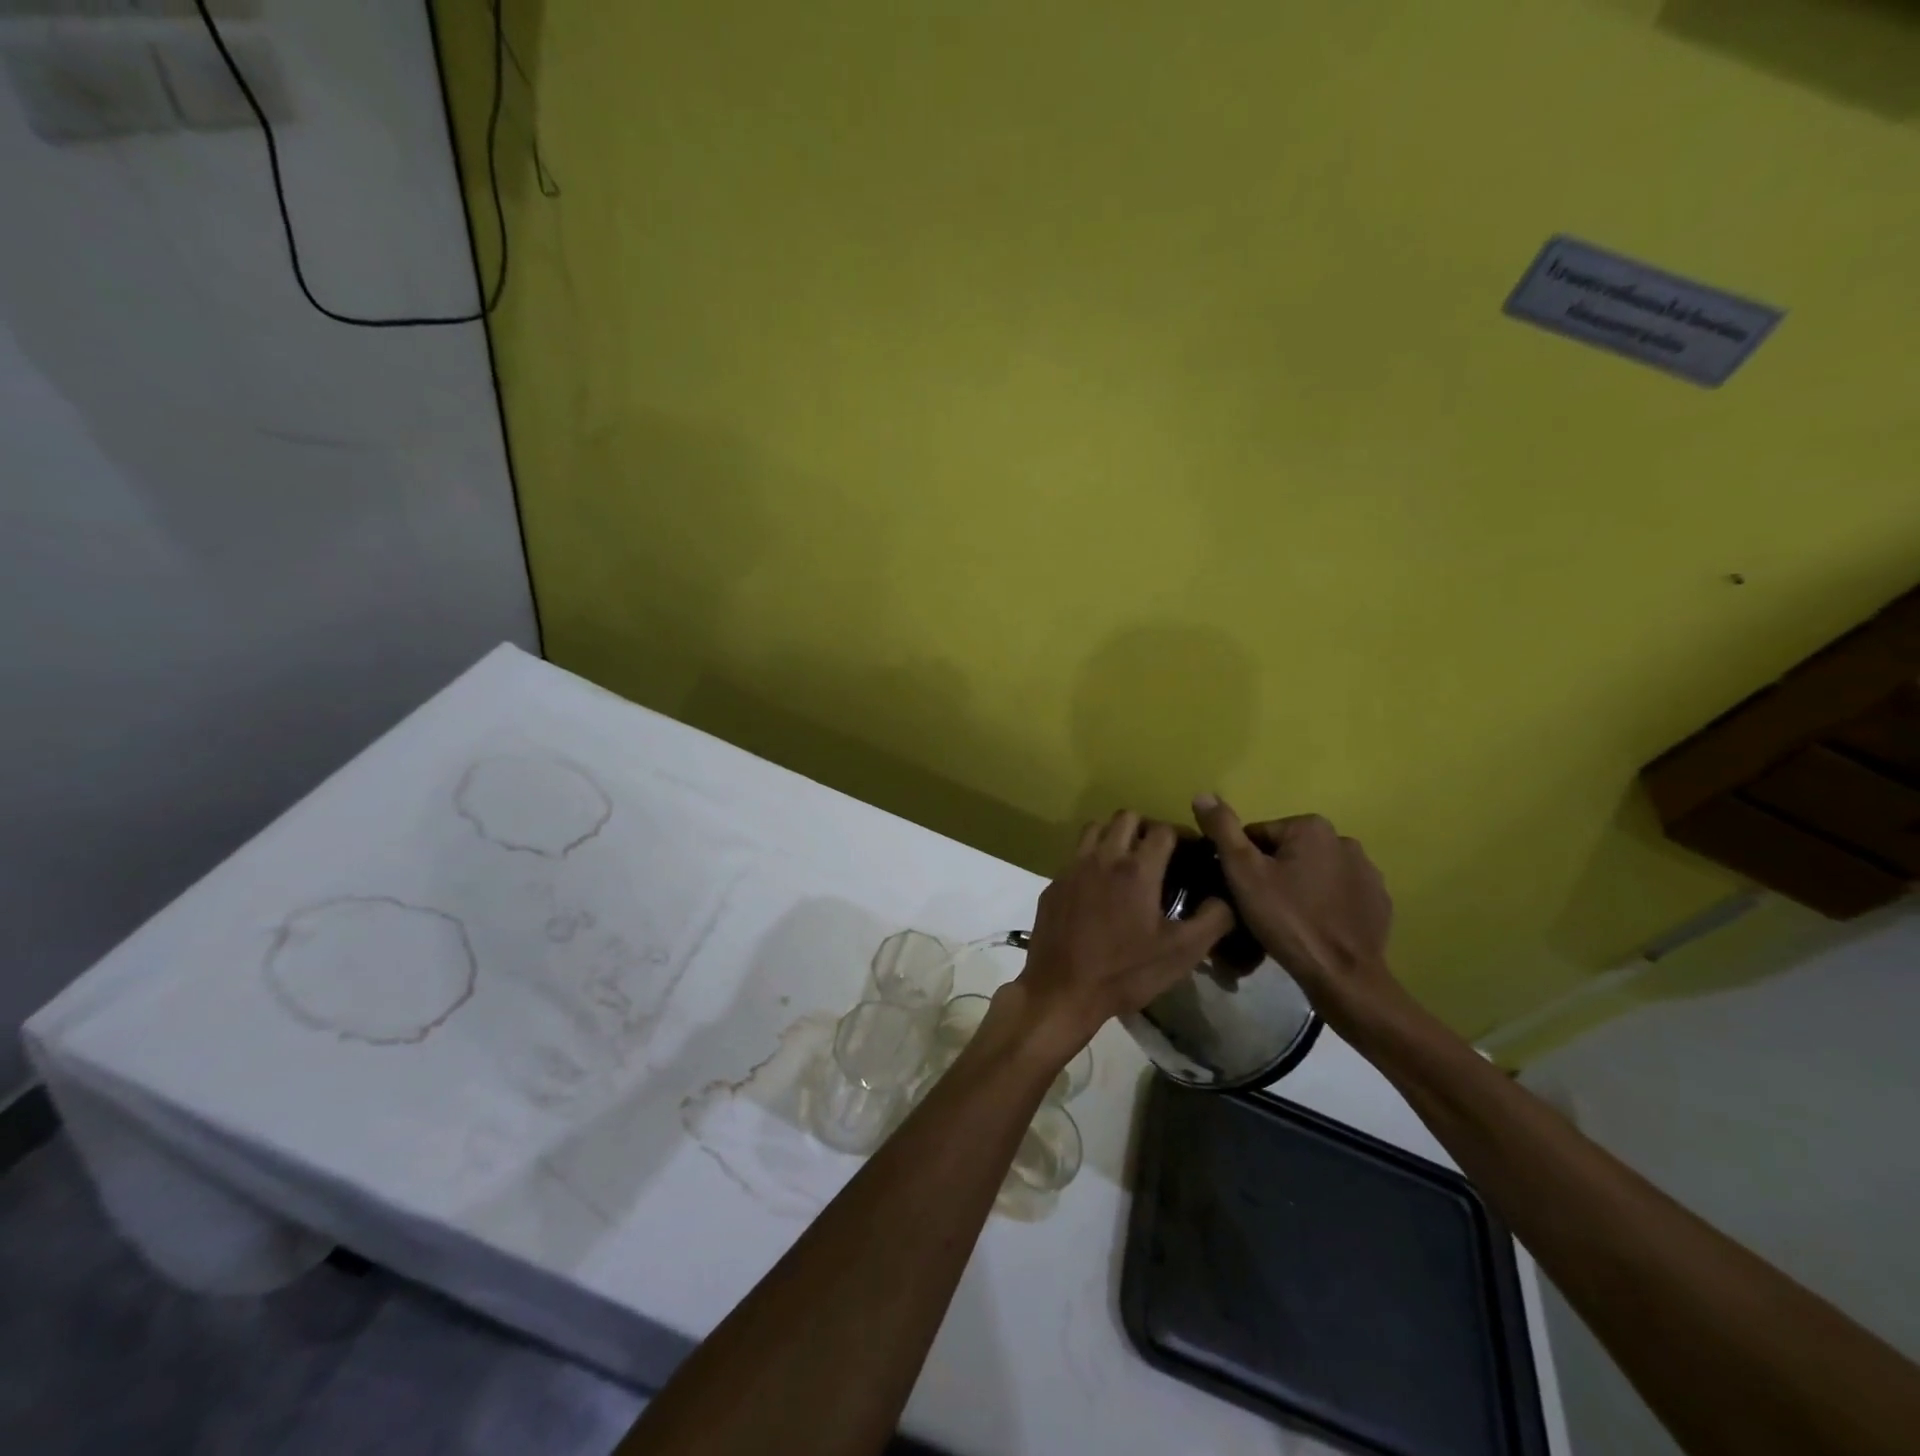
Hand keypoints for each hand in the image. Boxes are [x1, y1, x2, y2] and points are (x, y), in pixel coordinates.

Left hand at [1014, 811, 1233, 1059]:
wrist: (1062, 990)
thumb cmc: (1126, 972)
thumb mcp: (1182, 953)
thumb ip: (1212, 919)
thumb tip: (1225, 896)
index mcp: (1137, 869)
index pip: (1164, 830)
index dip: (1182, 835)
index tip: (1190, 852)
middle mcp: (1103, 857)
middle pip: (1127, 817)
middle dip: (1147, 828)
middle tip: (1159, 853)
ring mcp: (1073, 868)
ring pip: (1095, 828)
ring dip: (1115, 835)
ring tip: (1127, 861)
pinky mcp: (1054, 883)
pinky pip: (1075, 855)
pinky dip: (1091, 858)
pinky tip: (1098, 888)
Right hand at [1190, 795, 1398, 1032]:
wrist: (1342, 976)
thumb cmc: (1287, 919)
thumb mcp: (1243, 872)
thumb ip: (1223, 829)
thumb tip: (1203, 794)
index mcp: (1312, 827)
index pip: (1258, 836)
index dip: (1242, 863)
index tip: (1241, 891)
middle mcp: (1345, 840)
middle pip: (1287, 852)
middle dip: (1271, 874)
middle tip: (1260, 908)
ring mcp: (1368, 872)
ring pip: (1314, 872)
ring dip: (1298, 888)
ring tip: (1285, 921)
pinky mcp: (1379, 902)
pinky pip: (1339, 894)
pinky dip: (1324, 905)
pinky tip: (1313, 928)